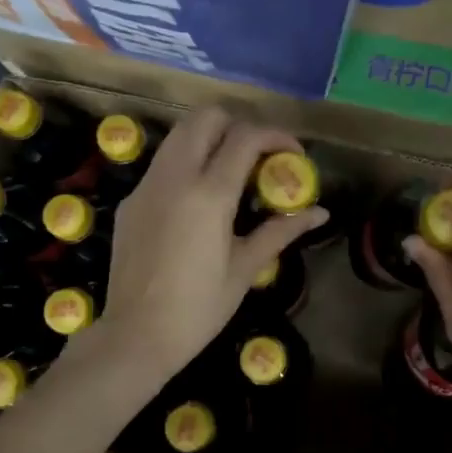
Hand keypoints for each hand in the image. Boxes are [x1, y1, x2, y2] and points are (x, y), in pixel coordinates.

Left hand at [95, 108, 326, 383]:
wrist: (136, 335)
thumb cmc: (199, 308)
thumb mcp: (246, 269)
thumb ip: (281, 231)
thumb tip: (320, 212)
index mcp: (209, 194)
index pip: (246, 137)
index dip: (276, 135)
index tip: (293, 153)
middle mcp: (175, 177)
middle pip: (206, 117)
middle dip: (239, 124)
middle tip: (258, 155)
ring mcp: (147, 185)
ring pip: (179, 134)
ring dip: (210, 138)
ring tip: (231, 171)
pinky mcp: (131, 200)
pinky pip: (162, 163)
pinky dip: (187, 162)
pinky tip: (198, 199)